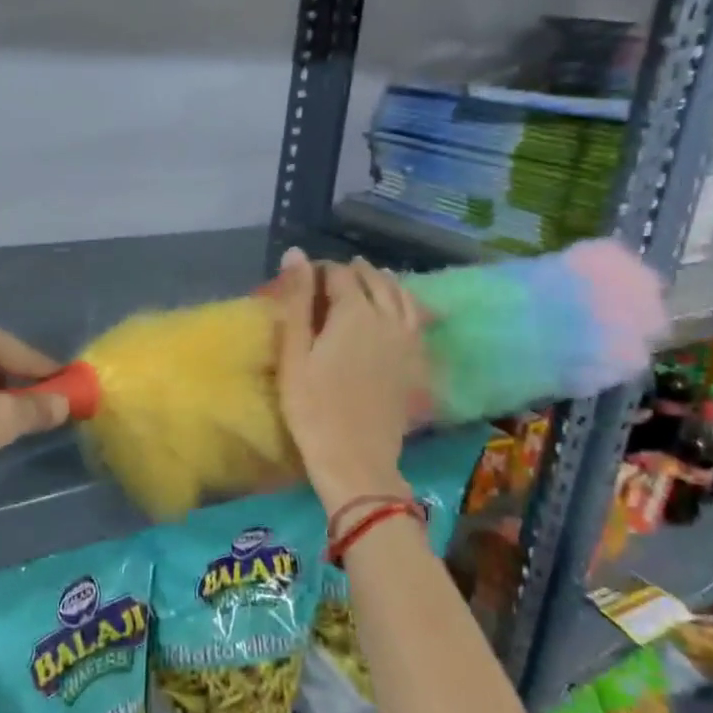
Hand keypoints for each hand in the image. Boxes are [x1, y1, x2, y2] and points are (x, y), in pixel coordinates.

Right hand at [274, 249, 427, 510]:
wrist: (356, 458)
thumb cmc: (313, 407)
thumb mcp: (294, 353)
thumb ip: (297, 300)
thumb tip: (296, 253)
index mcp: (355, 312)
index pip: (339, 274)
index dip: (320, 270)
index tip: (303, 279)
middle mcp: (388, 317)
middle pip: (374, 279)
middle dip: (353, 272)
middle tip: (332, 277)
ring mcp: (408, 340)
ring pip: (401, 296)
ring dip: (383, 282)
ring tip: (368, 280)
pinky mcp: (417, 362)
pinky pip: (417, 320)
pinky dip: (406, 305)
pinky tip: (397, 311)